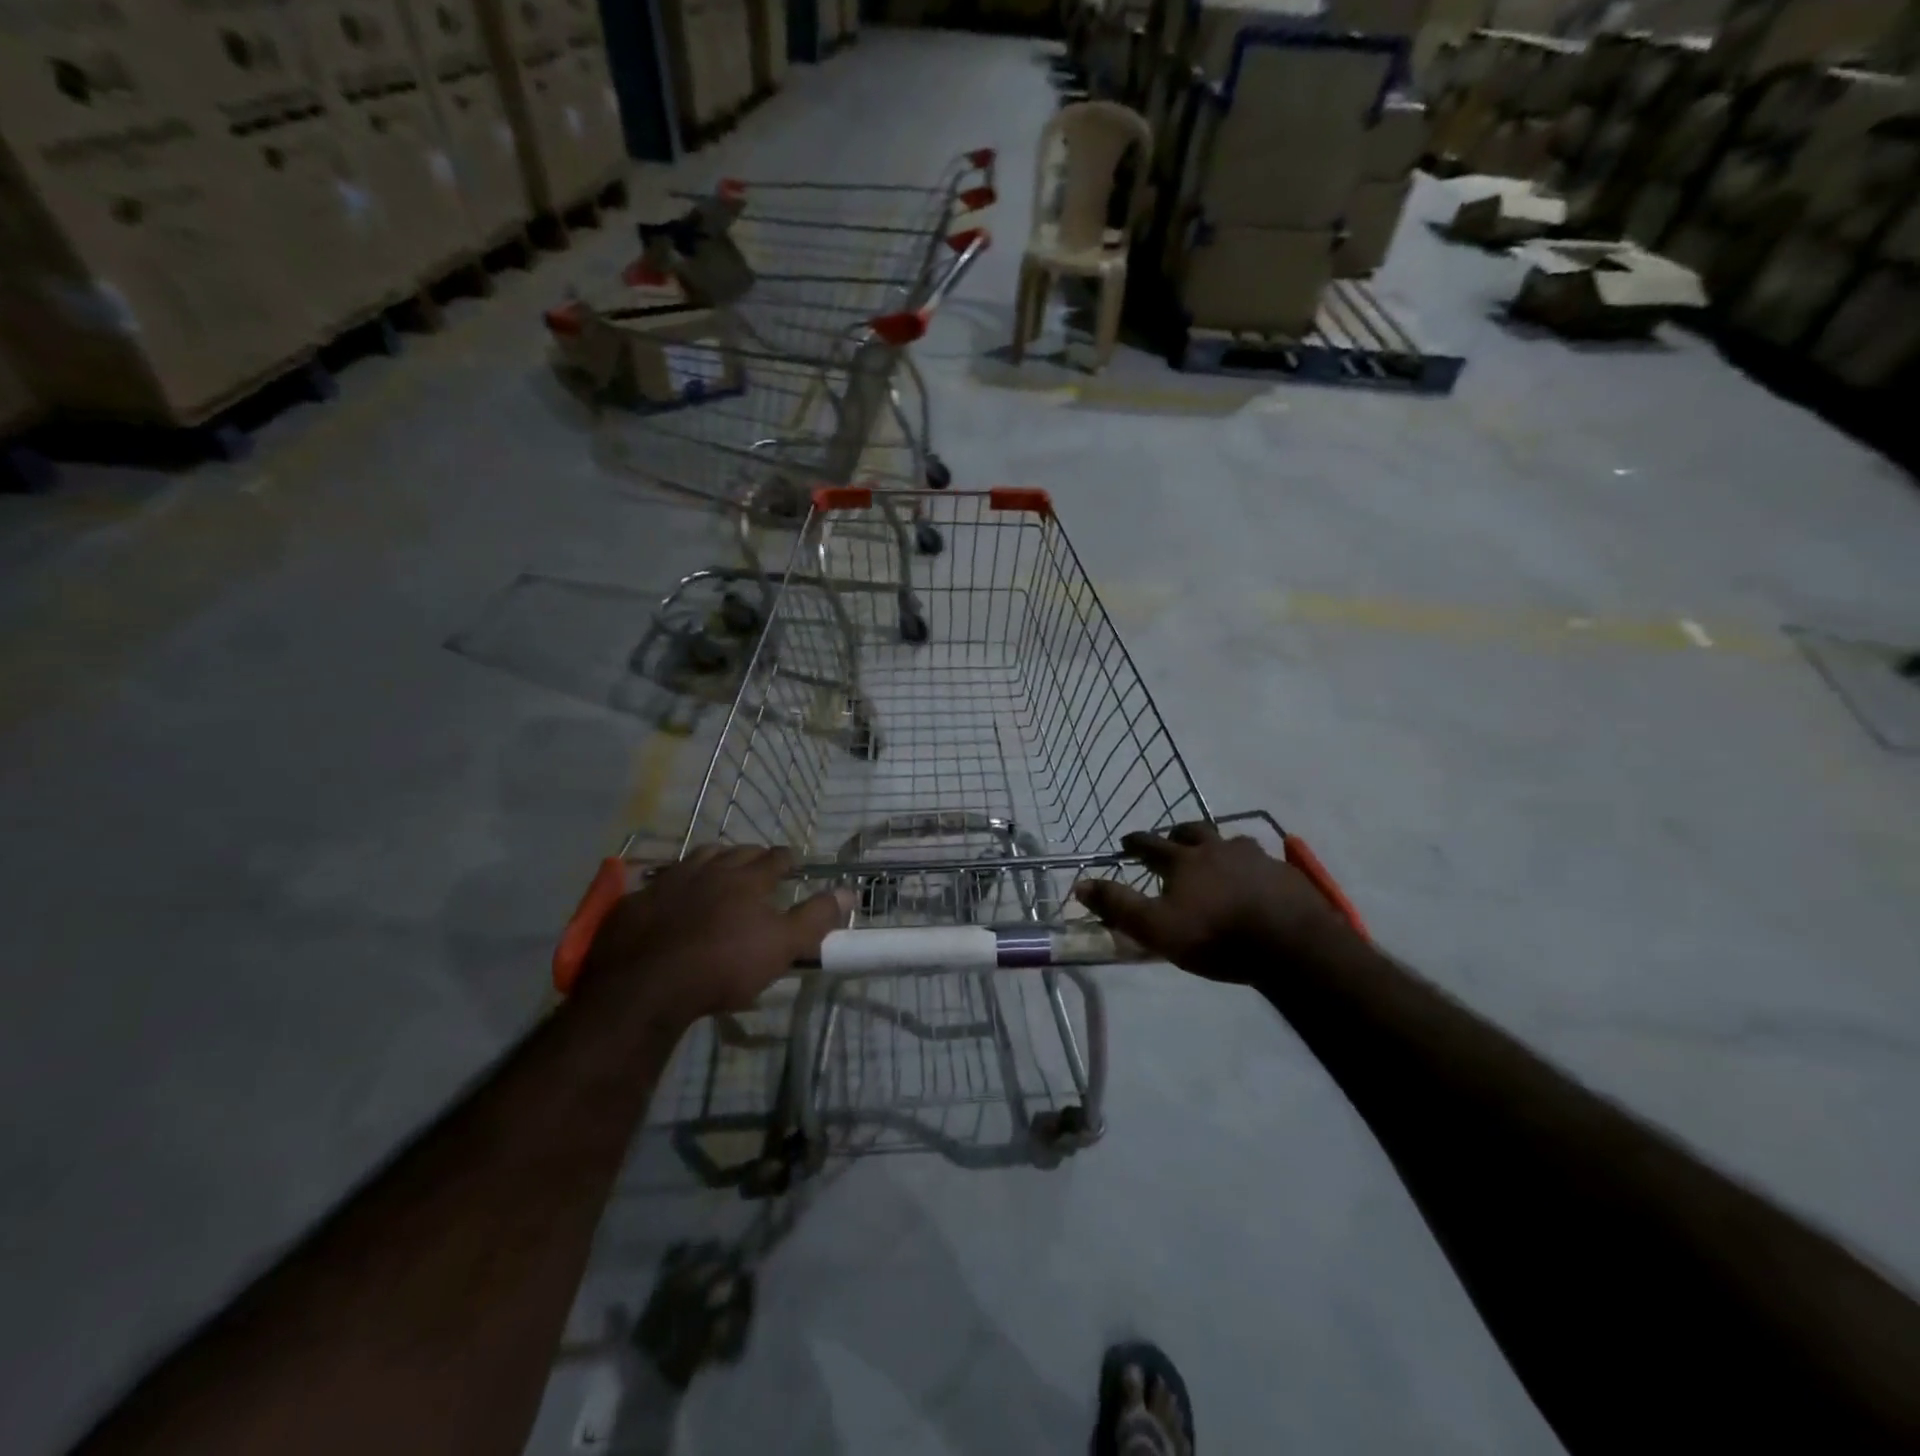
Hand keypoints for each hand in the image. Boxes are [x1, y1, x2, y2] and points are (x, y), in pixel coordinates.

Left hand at [578, 845, 850, 1028]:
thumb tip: (850, 891)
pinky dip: (673, 884)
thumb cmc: (724, 966)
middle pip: (736, 852)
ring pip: (697, 858)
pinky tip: (672, 897)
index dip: (787, 859)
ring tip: (719, 869)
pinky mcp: (636, 901)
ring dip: (714, 860)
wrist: (646, 986)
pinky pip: (659, 882)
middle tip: (758, 866)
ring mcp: (669, 881)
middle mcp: (710, 869)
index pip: (775, 858)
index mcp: (747, 879)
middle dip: (751, 855)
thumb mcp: (782, 947)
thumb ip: (816, 918)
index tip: (794, 862)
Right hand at [1073, 823, 1355, 980]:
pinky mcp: (1286, 874)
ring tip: (1218, 860)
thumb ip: (1117, 905)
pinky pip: (1264, 862)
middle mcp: (1218, 849)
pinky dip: (1252, 867)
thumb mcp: (1156, 928)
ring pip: (1232, 842)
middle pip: (1194, 831)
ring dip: (1219, 847)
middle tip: (1172, 842)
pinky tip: (1256, 881)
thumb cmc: (1216, 937)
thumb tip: (1079, 883)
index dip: (1136, 842)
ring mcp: (1256, 858)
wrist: (1290, 946)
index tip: (1126, 842)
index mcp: (1184, 861)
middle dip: (1178, 834)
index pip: (1151, 844)